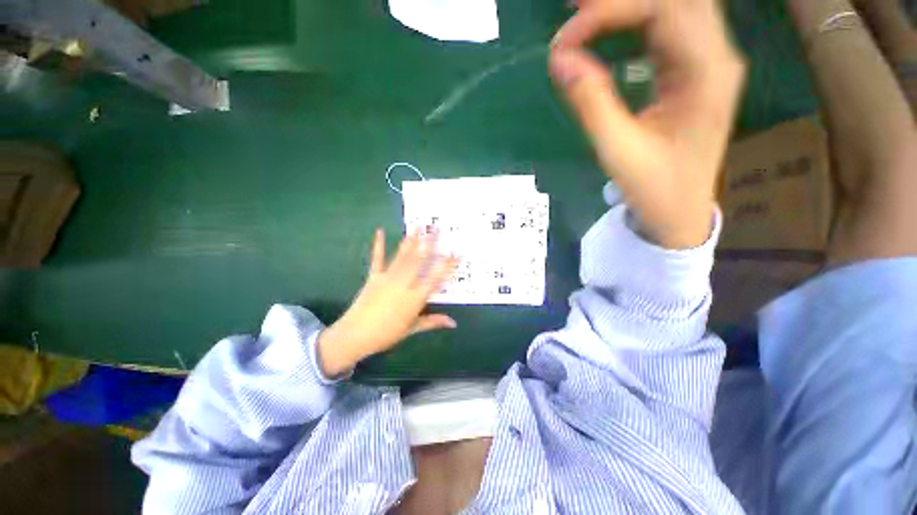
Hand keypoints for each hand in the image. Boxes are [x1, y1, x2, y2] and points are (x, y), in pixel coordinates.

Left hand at [317, 229, 458, 376]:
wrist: (355, 335)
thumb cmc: (387, 335)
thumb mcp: (412, 329)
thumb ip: (433, 322)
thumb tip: (453, 323)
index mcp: (415, 298)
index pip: (435, 278)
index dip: (447, 265)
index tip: (456, 253)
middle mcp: (404, 284)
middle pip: (420, 261)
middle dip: (430, 243)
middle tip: (437, 228)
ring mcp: (388, 278)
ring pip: (403, 257)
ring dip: (411, 240)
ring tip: (418, 226)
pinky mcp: (374, 277)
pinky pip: (378, 259)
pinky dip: (379, 245)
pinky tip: (380, 231)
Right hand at [550, 0, 744, 248]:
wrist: (680, 210)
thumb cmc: (653, 186)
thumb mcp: (617, 149)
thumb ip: (590, 101)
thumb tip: (560, 59)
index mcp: (706, 72)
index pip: (662, 9)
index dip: (608, 12)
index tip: (564, 42)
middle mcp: (716, 55)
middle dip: (619, 0)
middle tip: (573, 7)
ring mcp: (708, 61)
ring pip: (675, 6)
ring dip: (628, 5)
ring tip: (583, 11)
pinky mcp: (694, 71)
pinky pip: (669, 27)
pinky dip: (635, 18)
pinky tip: (608, 25)